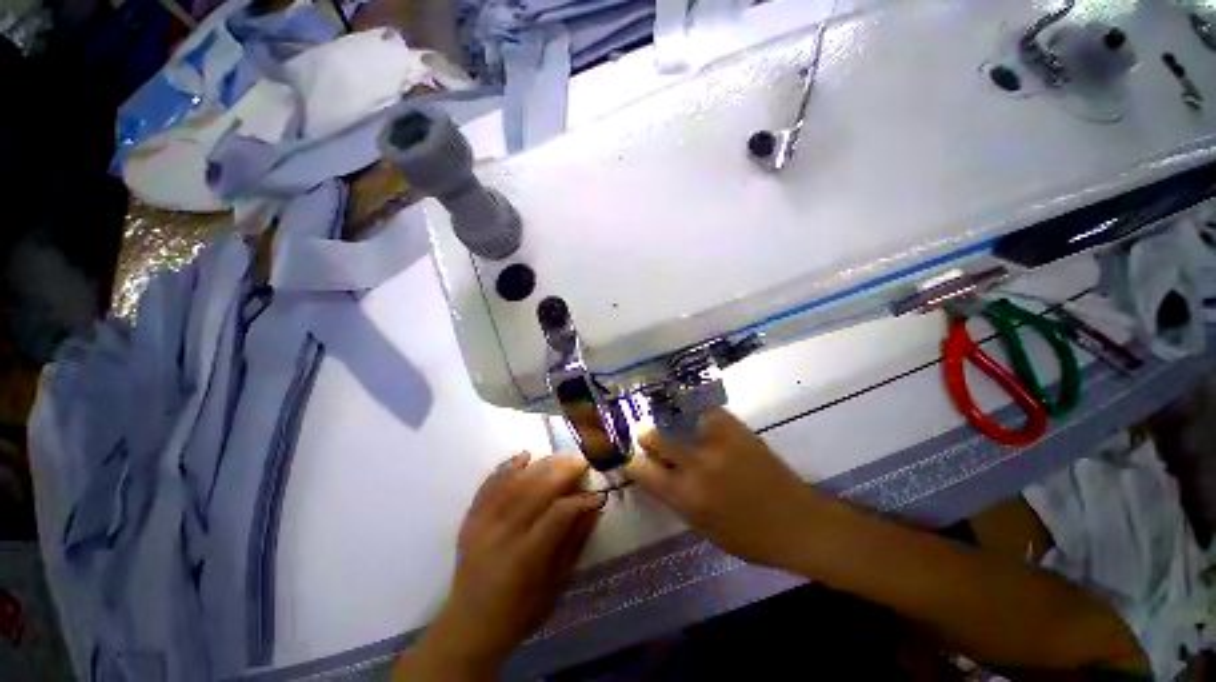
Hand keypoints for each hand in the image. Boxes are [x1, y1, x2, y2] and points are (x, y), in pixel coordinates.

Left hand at [395, 452, 604, 679]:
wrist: (469, 625)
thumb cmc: (520, 611)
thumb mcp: (555, 585)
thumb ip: (575, 542)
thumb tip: (594, 508)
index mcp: (526, 557)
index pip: (558, 514)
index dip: (580, 500)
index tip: (597, 494)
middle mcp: (503, 534)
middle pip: (536, 490)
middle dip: (563, 471)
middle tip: (582, 461)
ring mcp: (483, 523)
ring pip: (516, 482)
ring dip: (541, 464)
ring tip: (561, 455)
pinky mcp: (471, 518)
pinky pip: (490, 484)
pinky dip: (507, 466)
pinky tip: (525, 455)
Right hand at [625, 407, 817, 569]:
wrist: (797, 522)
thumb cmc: (748, 537)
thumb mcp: (702, 527)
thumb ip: (675, 498)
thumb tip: (656, 473)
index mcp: (685, 497)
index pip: (643, 471)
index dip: (633, 462)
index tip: (631, 457)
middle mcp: (696, 467)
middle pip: (656, 439)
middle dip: (647, 437)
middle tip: (645, 434)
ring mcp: (716, 444)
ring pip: (680, 421)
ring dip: (671, 423)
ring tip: (670, 421)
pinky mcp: (736, 430)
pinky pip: (708, 412)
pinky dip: (701, 415)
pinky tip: (700, 419)